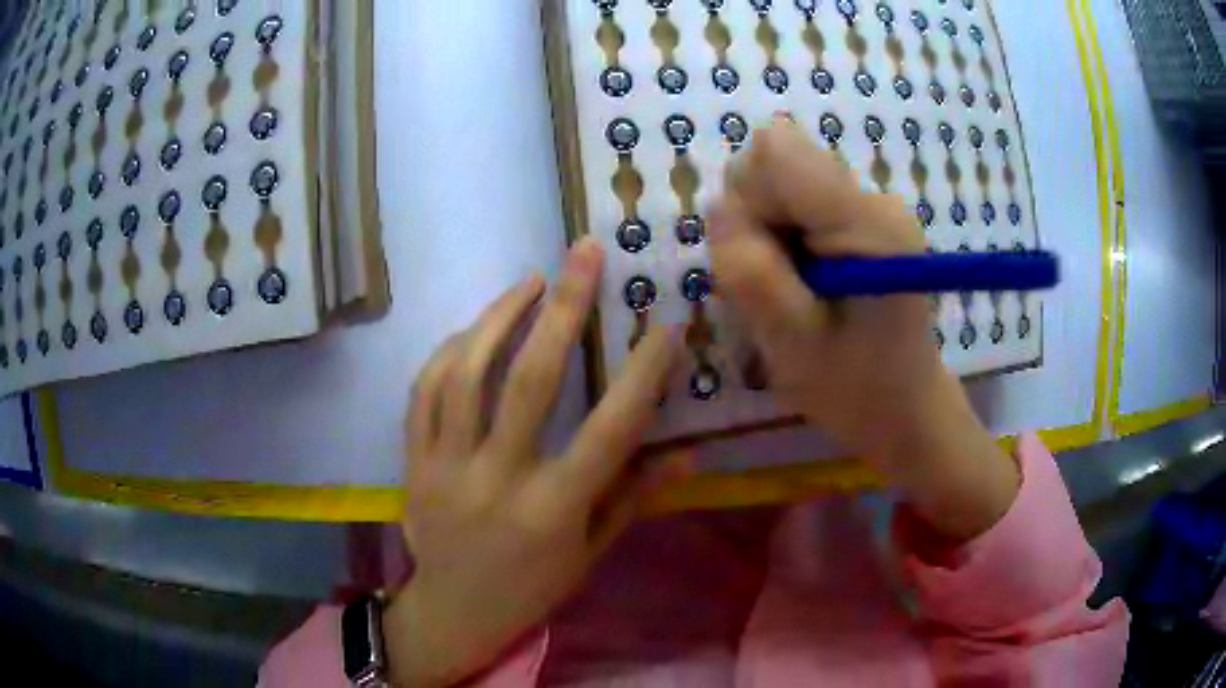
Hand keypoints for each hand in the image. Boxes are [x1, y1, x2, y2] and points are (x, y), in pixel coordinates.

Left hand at [384, 239, 683, 686]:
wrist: (453, 611)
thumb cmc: (532, 587)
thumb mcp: (591, 552)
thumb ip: (635, 497)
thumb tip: (691, 453)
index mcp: (553, 509)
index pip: (610, 430)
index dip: (643, 373)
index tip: (665, 326)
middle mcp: (498, 479)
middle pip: (530, 380)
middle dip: (564, 308)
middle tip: (583, 253)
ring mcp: (446, 466)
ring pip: (467, 373)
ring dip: (500, 316)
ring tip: (531, 282)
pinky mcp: (413, 461)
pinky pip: (425, 391)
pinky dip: (450, 351)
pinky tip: (475, 329)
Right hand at [709, 117, 1018, 542]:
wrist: (906, 407)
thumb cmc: (857, 389)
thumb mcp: (793, 345)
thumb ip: (752, 272)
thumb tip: (721, 207)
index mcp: (866, 222)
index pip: (777, 151)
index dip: (751, 198)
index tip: (765, 257)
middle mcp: (870, 197)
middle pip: (773, 164)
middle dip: (755, 220)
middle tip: (777, 286)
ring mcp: (866, 204)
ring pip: (777, 184)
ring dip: (765, 234)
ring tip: (793, 292)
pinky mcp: (858, 217)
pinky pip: (794, 204)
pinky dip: (782, 241)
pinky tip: (804, 285)